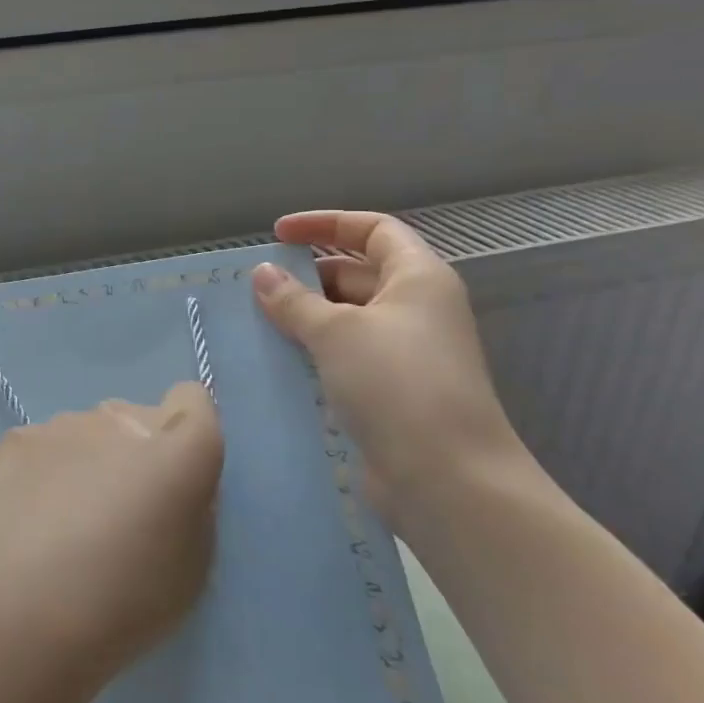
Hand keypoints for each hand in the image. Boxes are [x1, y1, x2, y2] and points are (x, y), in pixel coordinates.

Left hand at [0, 384, 223, 694]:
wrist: (18, 607)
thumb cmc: (120, 603)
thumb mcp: (190, 570)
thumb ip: (189, 509)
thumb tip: (170, 485)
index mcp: (176, 452)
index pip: (193, 400)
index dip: (186, 430)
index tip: (176, 473)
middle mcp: (120, 421)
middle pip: (136, 419)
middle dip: (135, 453)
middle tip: (117, 512)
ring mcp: (64, 424)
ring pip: (89, 432)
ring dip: (89, 460)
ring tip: (66, 521)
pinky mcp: (18, 437)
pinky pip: (47, 445)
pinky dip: (46, 470)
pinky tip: (30, 515)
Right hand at [252, 210, 531, 525]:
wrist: (448, 479)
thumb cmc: (397, 384)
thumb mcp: (336, 332)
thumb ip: (294, 300)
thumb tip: (262, 273)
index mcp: (418, 279)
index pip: (372, 229)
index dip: (325, 223)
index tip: (277, 235)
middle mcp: (416, 309)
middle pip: (356, 273)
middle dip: (306, 276)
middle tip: (255, 287)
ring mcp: (404, 353)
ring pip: (346, 318)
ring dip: (303, 317)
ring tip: (254, 322)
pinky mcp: (389, 391)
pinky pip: (343, 356)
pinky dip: (311, 351)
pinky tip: (275, 360)